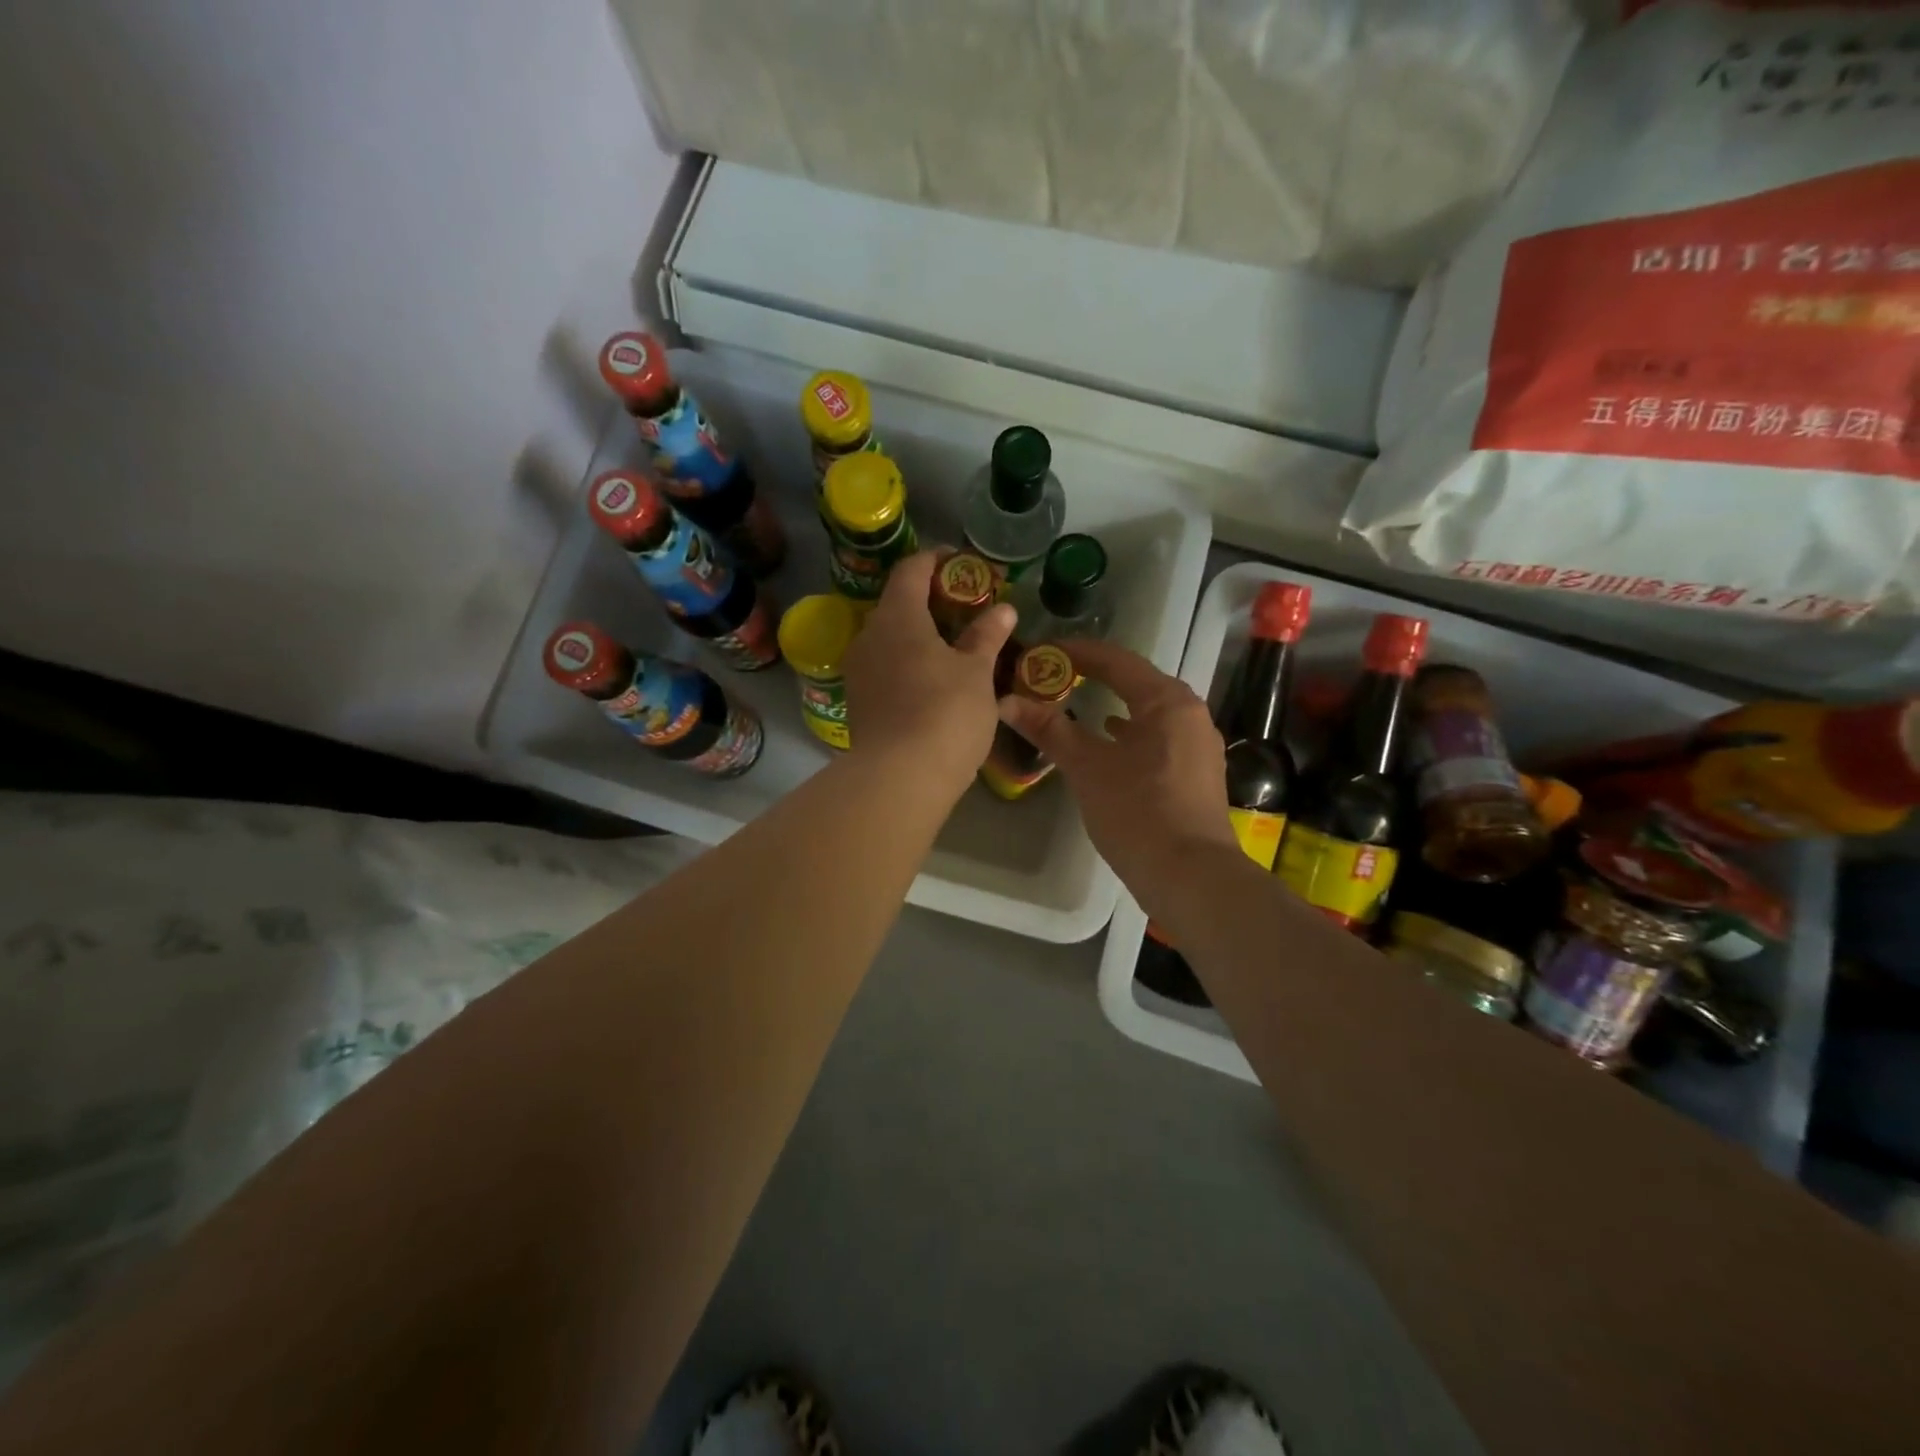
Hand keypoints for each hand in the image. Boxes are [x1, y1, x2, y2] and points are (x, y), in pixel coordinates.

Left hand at [841, 551, 1016, 791]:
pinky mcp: (859, 701)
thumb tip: (1002, 609)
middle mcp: (869, 636)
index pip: (912, 569)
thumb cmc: (945, 713)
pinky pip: (885, 667)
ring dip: (920, 635)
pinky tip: (933, 681)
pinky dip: (909, 663)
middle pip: (898, 604)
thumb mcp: (976, 672)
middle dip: (931, 601)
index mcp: (897, 616)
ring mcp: (859, 670)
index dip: (937, 559)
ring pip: (891, 639)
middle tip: (967, 609)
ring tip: (955, 648)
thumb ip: (986, 636)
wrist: (899, 778)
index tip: (963, 564)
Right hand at [996, 638, 1236, 896]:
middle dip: (1093, 677)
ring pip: (1147, 711)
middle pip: (1135, 682)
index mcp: (1167, 701)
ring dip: (1111, 704)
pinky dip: (1129, 733)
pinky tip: (1110, 741)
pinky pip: (1157, 736)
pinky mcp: (1196, 772)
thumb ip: (1050, 729)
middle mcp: (1189, 713)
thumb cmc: (1138, 812)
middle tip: (1053, 676)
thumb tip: (1007, 701)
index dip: (1075, 653)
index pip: (1116, 660)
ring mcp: (1198, 744)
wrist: (1191, 877)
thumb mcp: (1087, 768)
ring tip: (1075, 703)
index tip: (1040, 652)